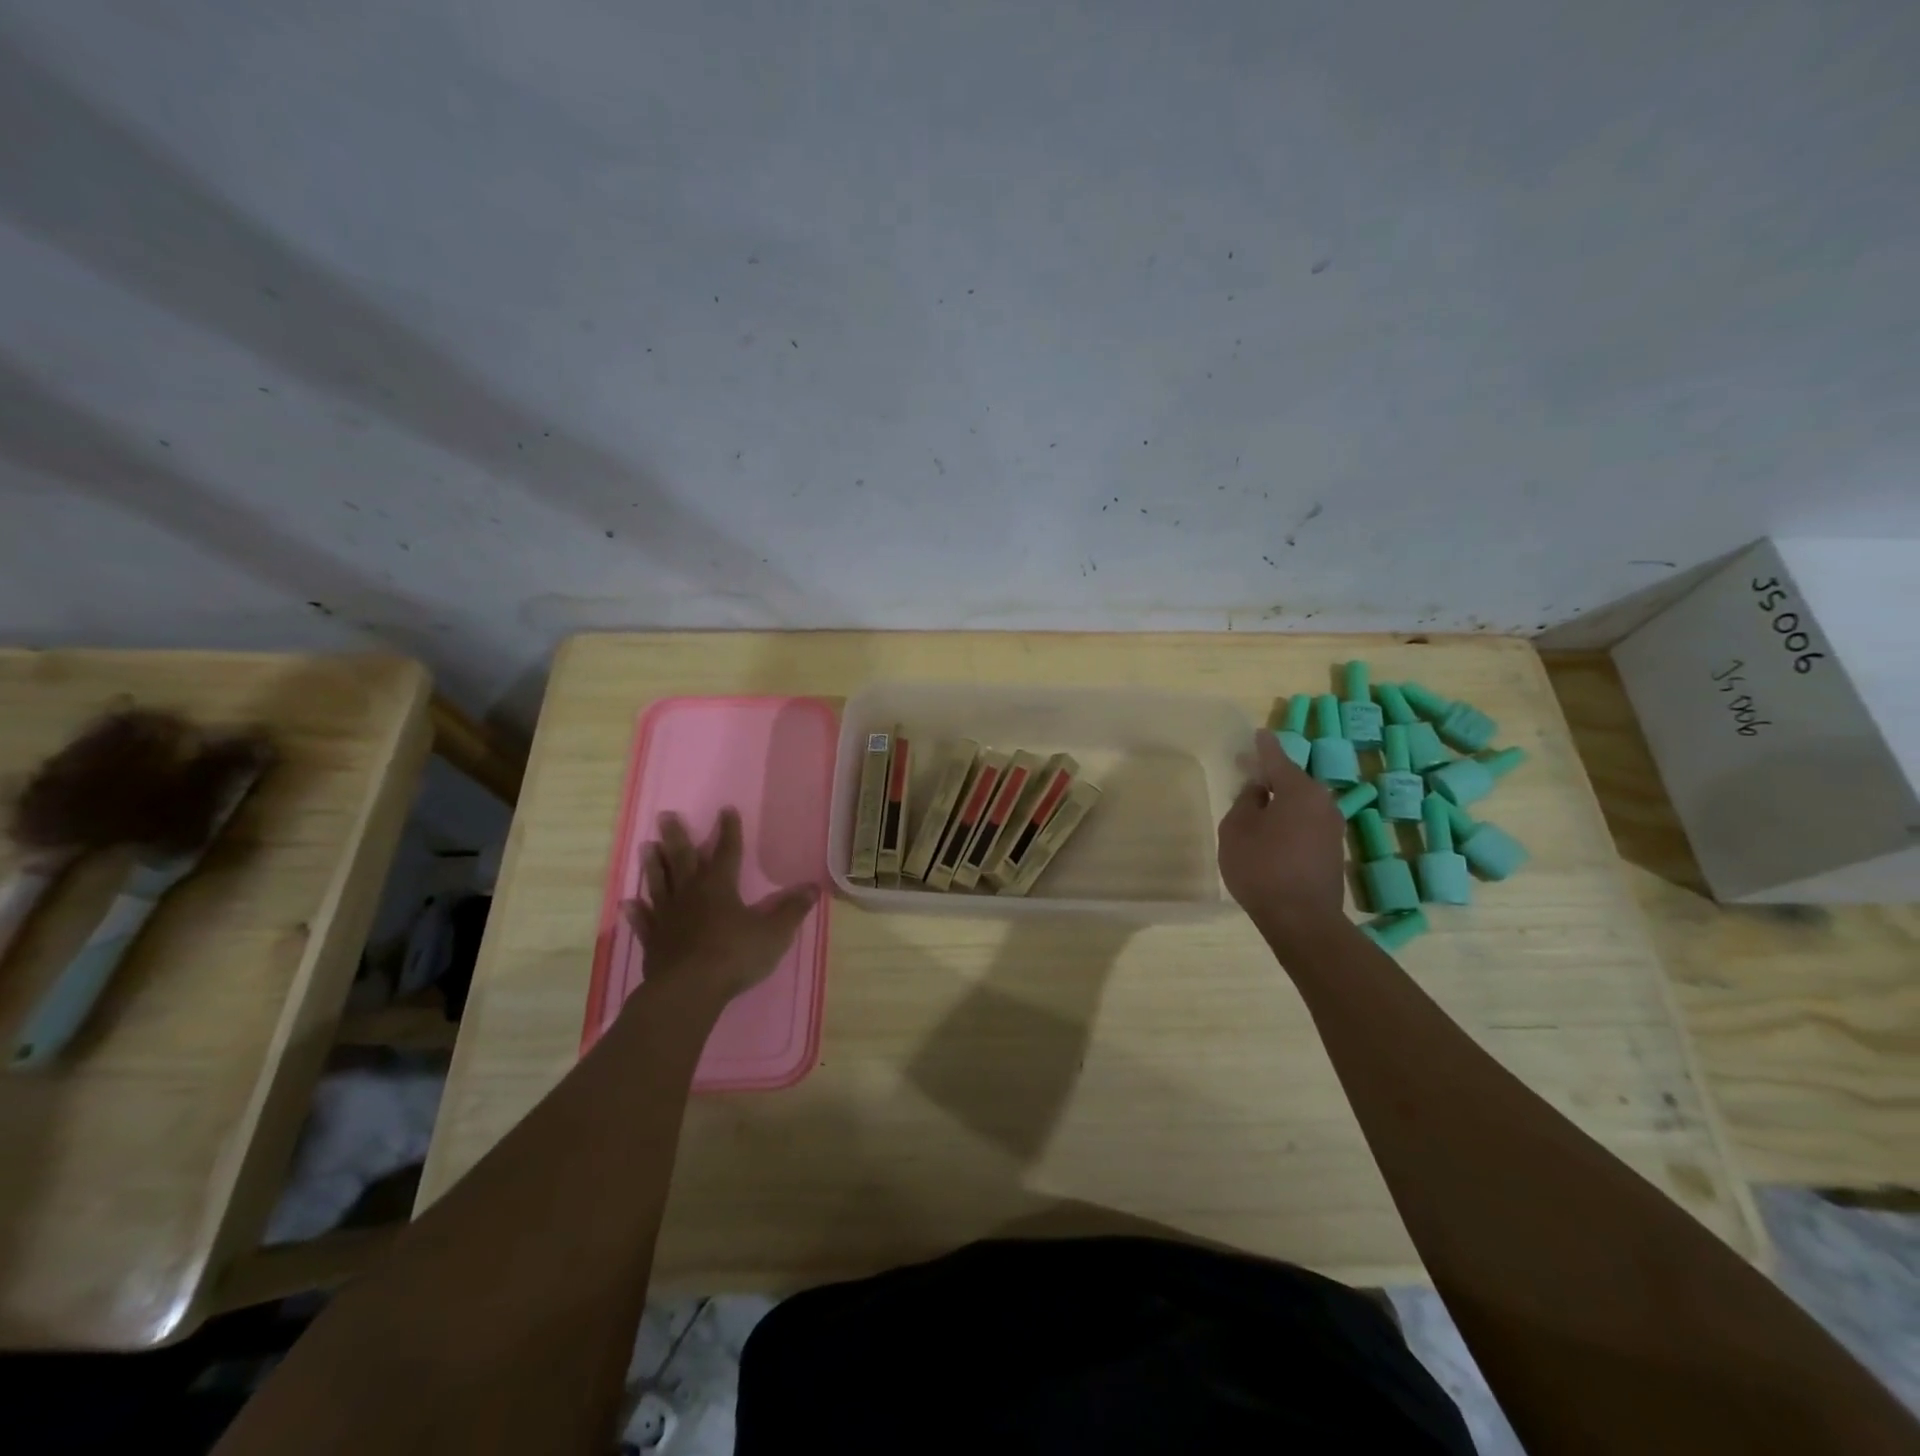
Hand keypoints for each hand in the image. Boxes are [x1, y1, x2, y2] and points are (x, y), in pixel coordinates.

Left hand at [622, 808, 818, 1005]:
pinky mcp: (653, 941)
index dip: (729, 831)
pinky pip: (643, 921)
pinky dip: (636, 911)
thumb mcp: (774, 932)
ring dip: (653, 865)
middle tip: (665, 816)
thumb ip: (793, 910)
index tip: (726, 809)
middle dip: (677, 837)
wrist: (688, 990)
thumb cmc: (734, 955)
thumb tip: (813, 888)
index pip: (728, 851)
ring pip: (659, 883)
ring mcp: (667, 917)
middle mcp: (690, 894)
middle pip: (682, 859)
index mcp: (720, 887)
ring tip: (646, 846)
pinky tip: (628, 902)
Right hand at [1217, 731, 1346, 935]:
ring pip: (1300, 804)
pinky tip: (1271, 833)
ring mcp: (1333, 828)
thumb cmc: (1262, 868)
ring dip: (1280, 802)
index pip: (1278, 759)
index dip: (1264, 746)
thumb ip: (1246, 802)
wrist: (1302, 920)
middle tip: (1247, 772)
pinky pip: (1306, 823)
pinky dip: (1289, 821)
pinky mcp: (1333, 851)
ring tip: (1256, 806)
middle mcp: (1324, 803)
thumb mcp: (1237, 829)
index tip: (1258, 734)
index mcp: (1300, 791)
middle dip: (1270, 776)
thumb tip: (1259, 791)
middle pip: (1292, 781)